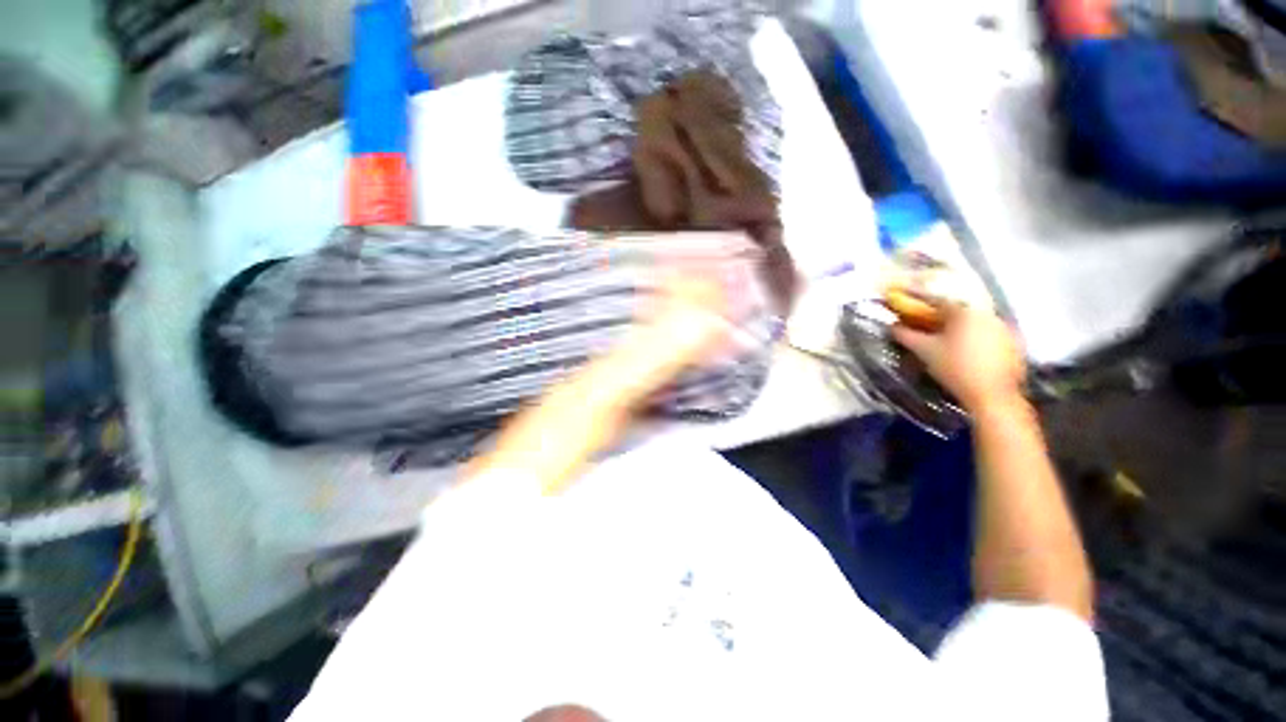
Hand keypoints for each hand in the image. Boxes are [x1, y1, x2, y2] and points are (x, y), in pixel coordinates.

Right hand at [891, 300, 1026, 413]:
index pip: (936, 300)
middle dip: (938, 314)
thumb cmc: (955, 368)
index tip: (903, 296)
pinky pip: (987, 333)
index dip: (917, 298)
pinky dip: (973, 336)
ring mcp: (1003, 328)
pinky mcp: (1013, 344)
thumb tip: (892, 326)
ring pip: (973, 321)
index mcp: (965, 312)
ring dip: (957, 326)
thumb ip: (906, 335)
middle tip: (923, 320)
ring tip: (944, 336)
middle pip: (957, 310)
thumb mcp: (924, 351)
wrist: (993, 395)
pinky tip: (965, 349)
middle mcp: (986, 314)